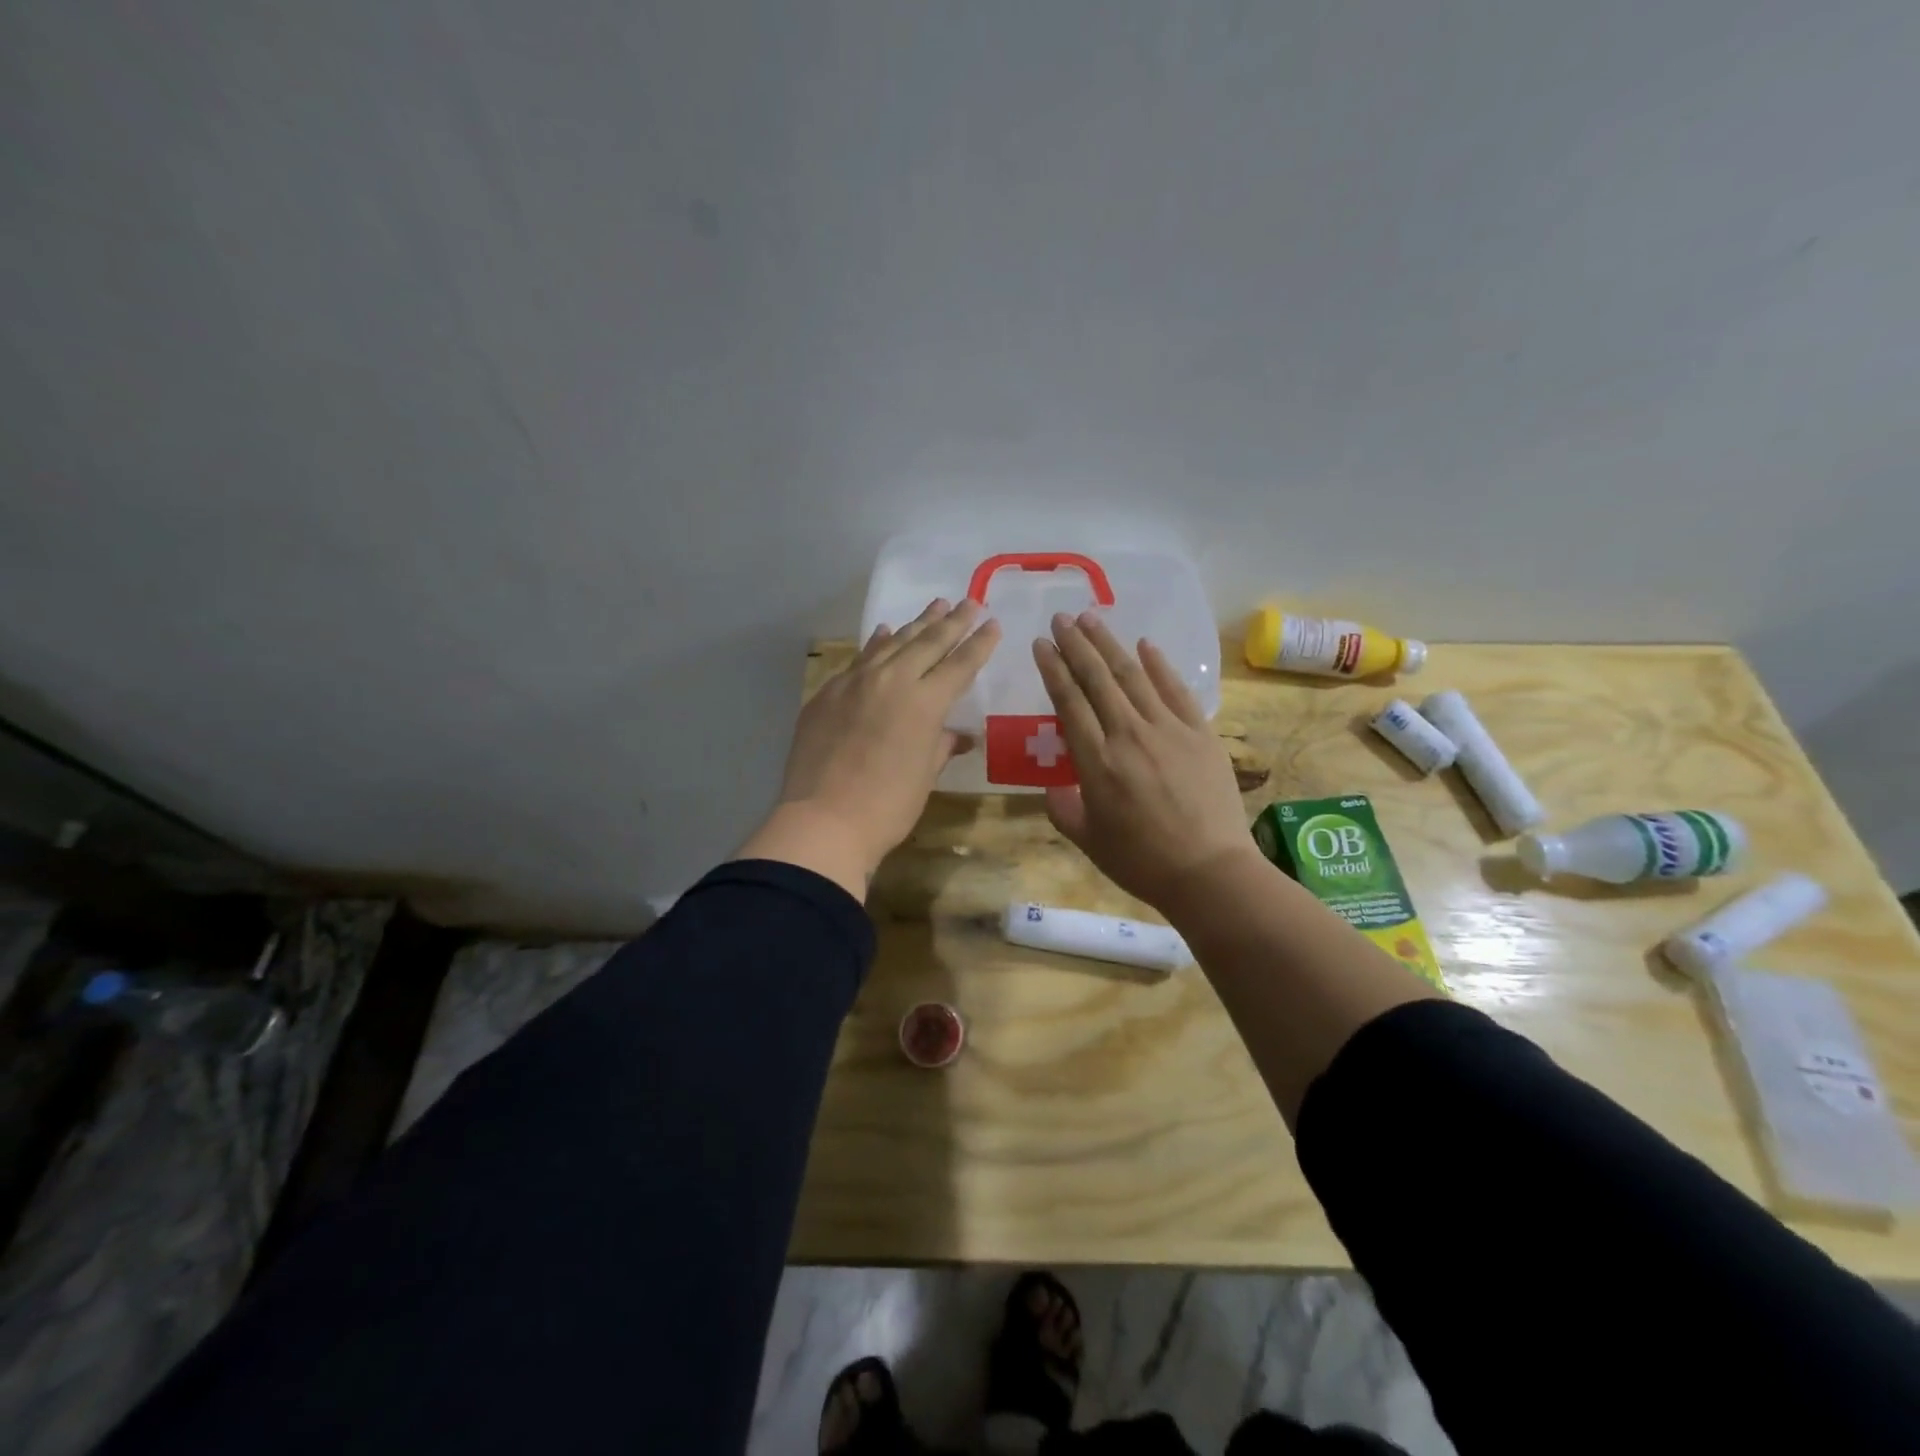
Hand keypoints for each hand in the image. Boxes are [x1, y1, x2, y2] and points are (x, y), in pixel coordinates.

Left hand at [741, 598, 1000, 898]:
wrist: (823, 820)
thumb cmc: (887, 806)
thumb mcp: (924, 775)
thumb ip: (941, 745)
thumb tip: (958, 736)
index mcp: (925, 702)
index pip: (960, 664)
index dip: (979, 644)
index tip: (992, 623)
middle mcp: (892, 680)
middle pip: (927, 642)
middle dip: (952, 621)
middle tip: (968, 602)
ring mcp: (855, 682)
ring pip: (892, 643)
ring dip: (916, 624)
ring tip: (934, 605)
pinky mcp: (827, 693)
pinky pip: (859, 659)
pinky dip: (876, 644)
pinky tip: (883, 632)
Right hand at [1033, 611, 1256, 912]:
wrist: (1209, 872)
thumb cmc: (1142, 861)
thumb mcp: (1088, 840)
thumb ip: (1063, 808)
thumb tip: (1054, 787)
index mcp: (1096, 762)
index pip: (1069, 702)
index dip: (1054, 669)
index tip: (1042, 643)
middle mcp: (1129, 734)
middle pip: (1098, 679)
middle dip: (1077, 645)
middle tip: (1061, 618)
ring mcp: (1169, 730)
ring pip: (1133, 676)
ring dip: (1110, 644)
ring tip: (1092, 618)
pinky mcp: (1201, 733)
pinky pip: (1177, 690)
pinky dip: (1159, 665)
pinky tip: (1145, 645)